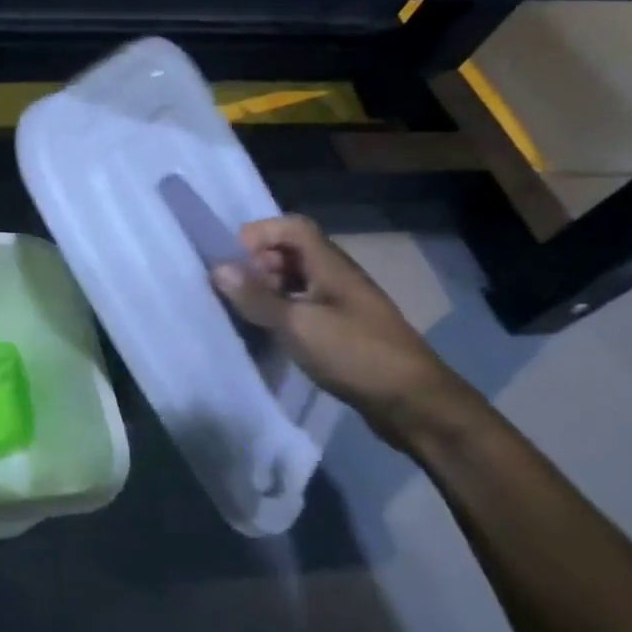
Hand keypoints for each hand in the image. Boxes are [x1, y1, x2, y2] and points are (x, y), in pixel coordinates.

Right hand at [210, 215, 475, 442]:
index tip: (233, 262)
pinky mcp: (341, 330)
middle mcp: (336, 277)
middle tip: (238, 292)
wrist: (414, 404)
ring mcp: (341, 304)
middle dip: (257, 264)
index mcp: (330, 266)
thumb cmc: (357, 355)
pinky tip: (268, 332)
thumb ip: (257, 297)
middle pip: (291, 252)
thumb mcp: (299, 325)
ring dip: (267, 289)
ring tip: (247, 312)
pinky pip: (302, 306)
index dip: (258, 234)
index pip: (291, 226)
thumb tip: (218, 268)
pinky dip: (280, 311)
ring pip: (295, 280)